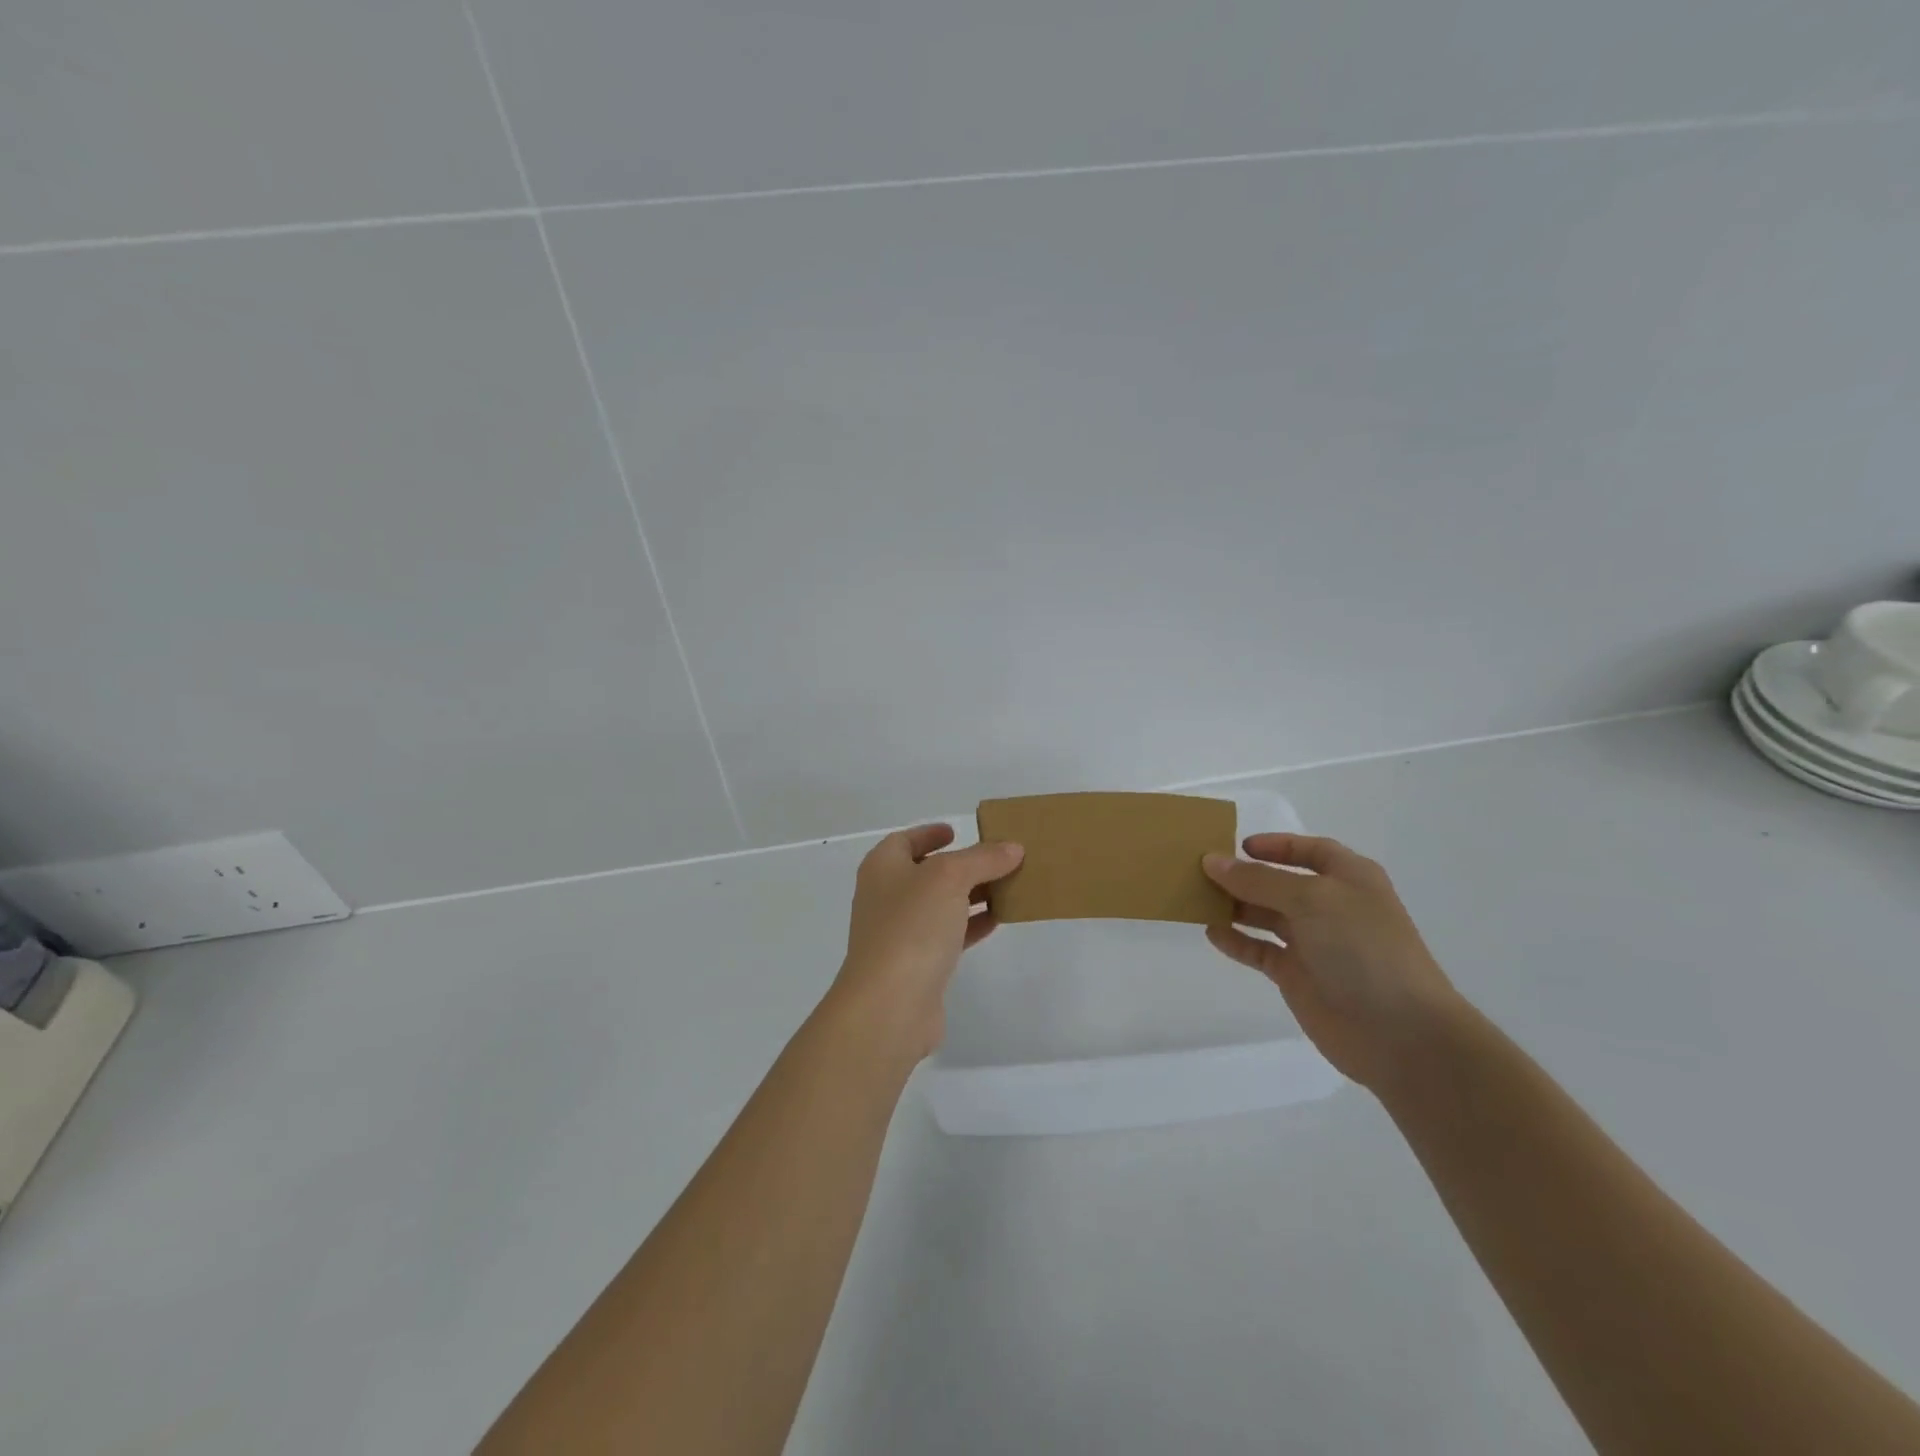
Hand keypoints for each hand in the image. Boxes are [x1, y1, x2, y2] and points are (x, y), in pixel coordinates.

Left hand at [829, 824, 1024, 1061]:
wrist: (890, 1004)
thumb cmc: (912, 926)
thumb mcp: (950, 878)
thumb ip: (983, 859)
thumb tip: (1012, 848)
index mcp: (883, 868)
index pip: (904, 841)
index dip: (929, 833)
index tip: (956, 831)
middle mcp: (887, 897)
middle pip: (927, 872)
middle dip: (962, 865)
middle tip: (997, 858)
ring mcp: (900, 933)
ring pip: (941, 905)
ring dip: (971, 895)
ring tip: (1008, 885)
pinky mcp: (917, 965)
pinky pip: (948, 935)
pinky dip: (972, 925)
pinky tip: (999, 920)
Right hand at [1202, 834, 1463, 1091]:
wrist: (1400, 1033)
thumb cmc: (1363, 949)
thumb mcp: (1311, 899)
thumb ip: (1258, 880)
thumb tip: (1212, 861)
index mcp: (1349, 879)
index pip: (1310, 851)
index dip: (1277, 845)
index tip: (1238, 846)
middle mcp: (1332, 907)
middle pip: (1280, 882)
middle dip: (1245, 875)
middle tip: (1201, 871)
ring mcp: (1315, 943)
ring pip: (1266, 915)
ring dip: (1235, 906)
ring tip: (1197, 898)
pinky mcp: (1298, 976)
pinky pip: (1260, 951)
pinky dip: (1237, 941)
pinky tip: (1212, 933)